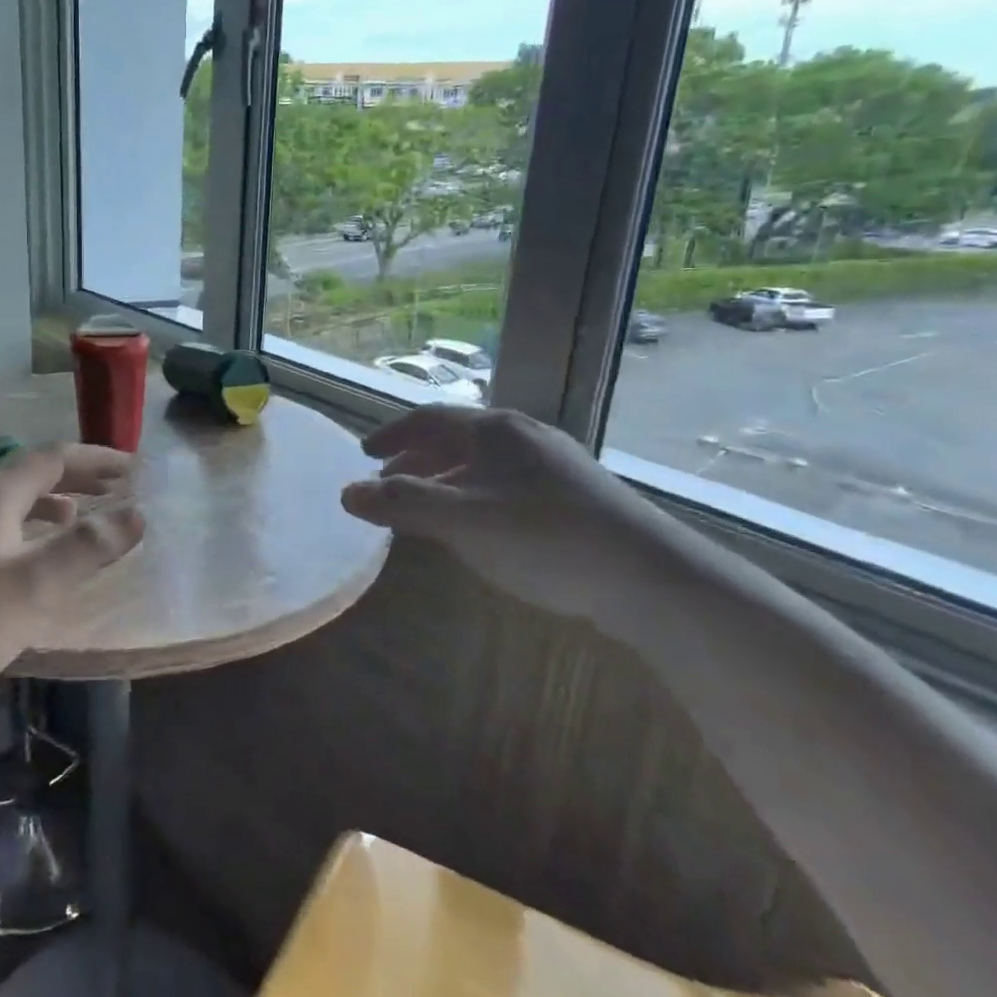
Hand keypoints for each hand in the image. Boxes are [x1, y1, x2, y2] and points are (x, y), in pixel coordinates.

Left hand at [0, 443, 144, 710]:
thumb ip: (89, 546)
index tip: (132, 467)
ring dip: (48, 502)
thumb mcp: (38, 584)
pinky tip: (23, 551)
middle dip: (76, 478)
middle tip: (114, 488)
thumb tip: (135, 514)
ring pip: (7, 498)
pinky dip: (21, 523)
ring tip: (76, 517)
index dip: (97, 459)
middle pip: (30, 473)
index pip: (55, 458)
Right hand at [340, 406, 668, 624]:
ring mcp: (552, 463)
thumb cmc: (545, 538)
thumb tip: (346, 493)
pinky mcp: (573, 493)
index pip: (427, 419)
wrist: (649, 576)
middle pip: (454, 438)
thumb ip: (402, 505)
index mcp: (493, 430)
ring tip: (424, 508)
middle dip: (414, 459)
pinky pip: (505, 481)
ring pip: (481, 462)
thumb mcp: (463, 521)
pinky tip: (476, 525)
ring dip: (443, 479)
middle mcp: (522, 435)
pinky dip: (473, 494)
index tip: (364, 454)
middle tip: (387, 484)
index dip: (391, 435)